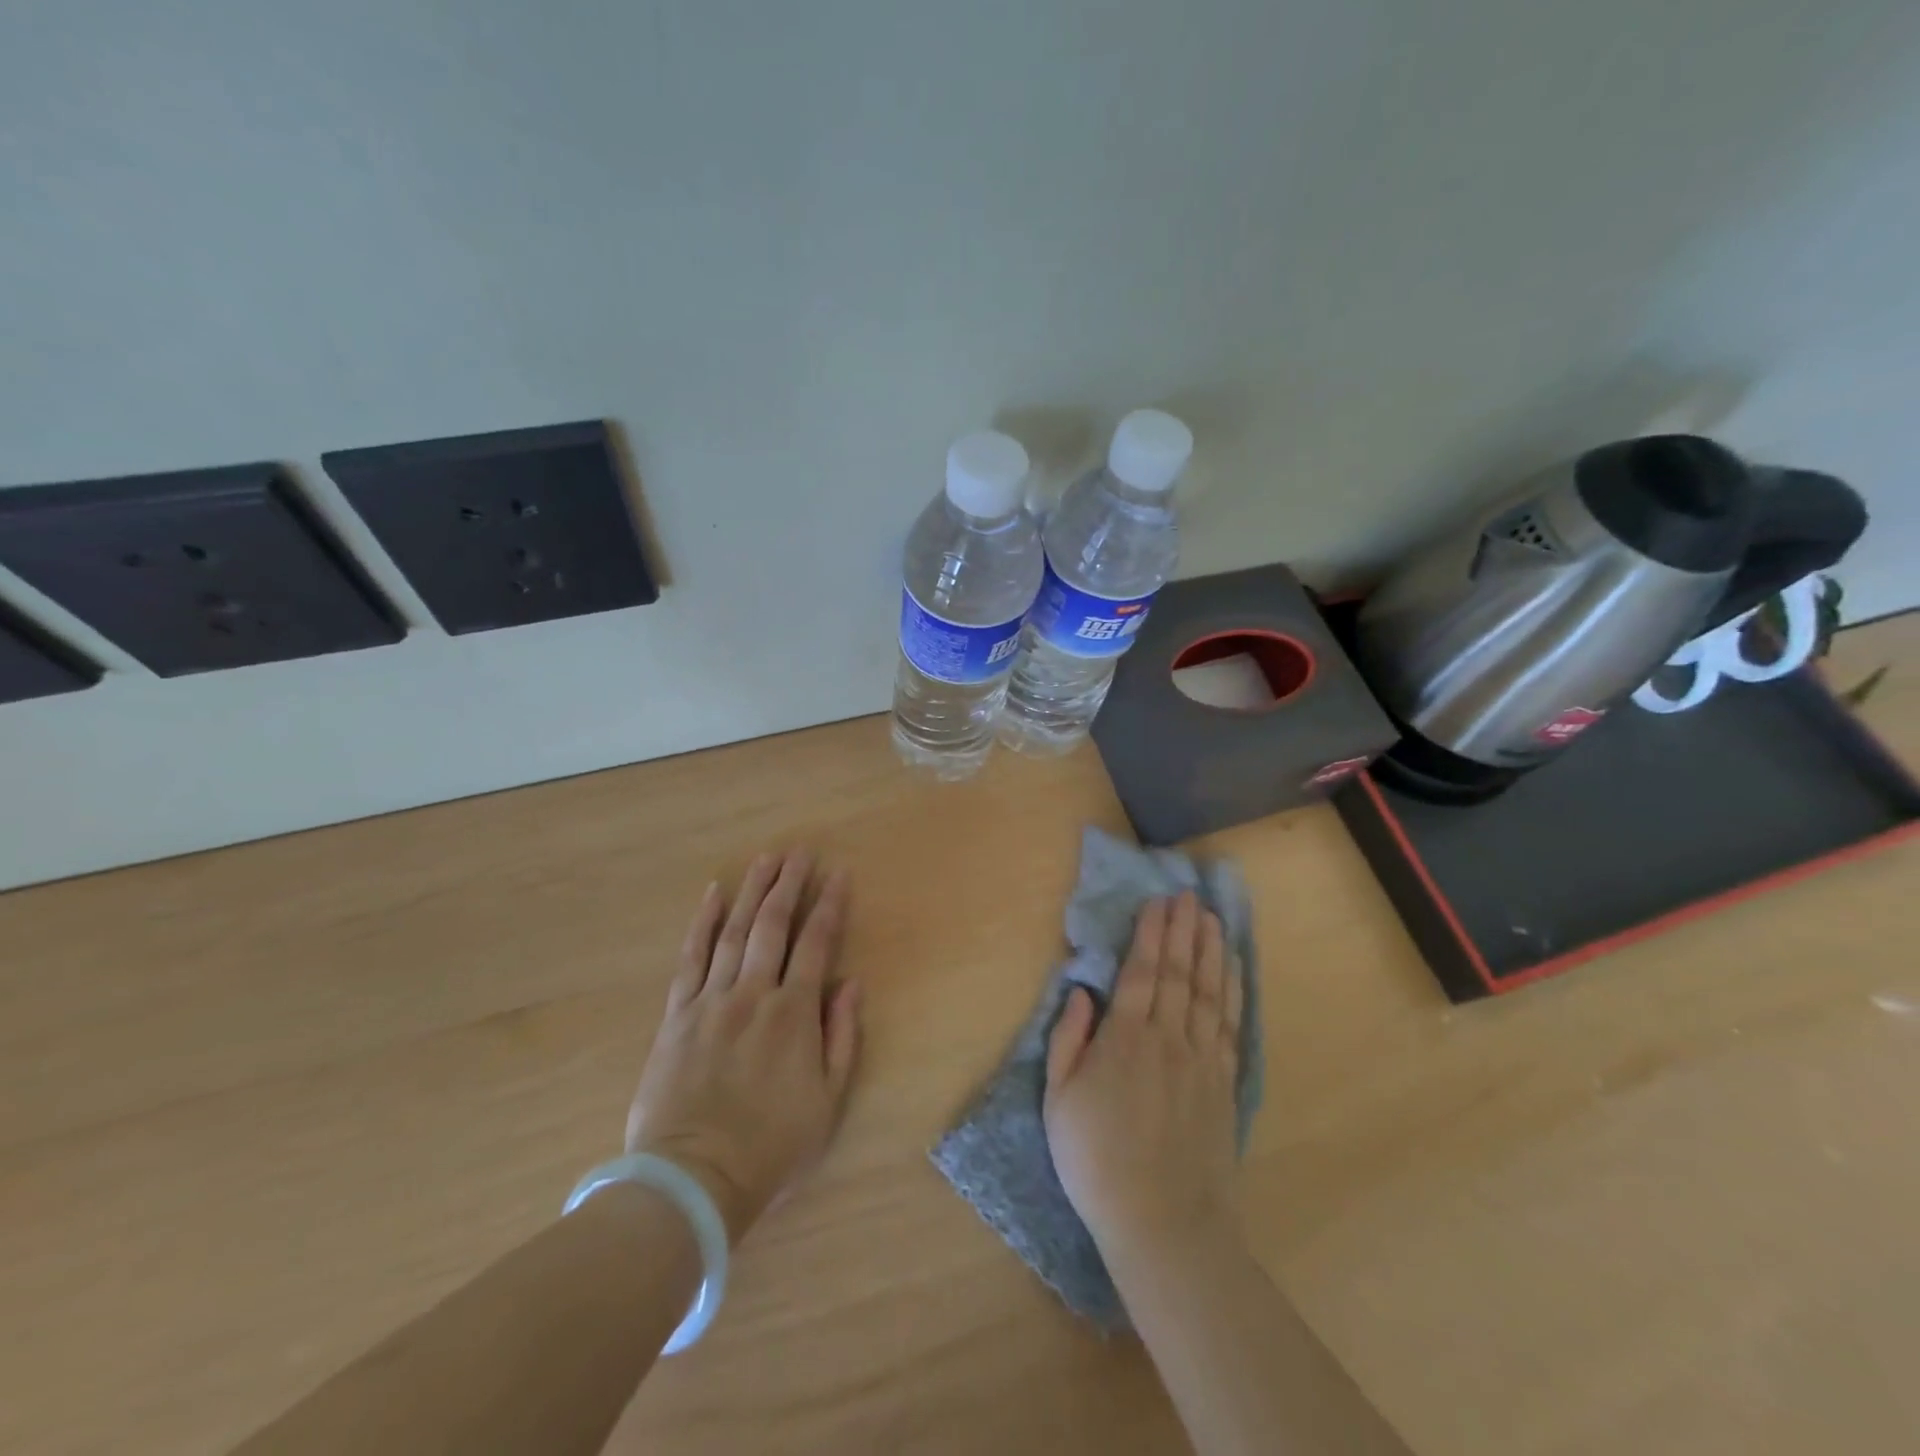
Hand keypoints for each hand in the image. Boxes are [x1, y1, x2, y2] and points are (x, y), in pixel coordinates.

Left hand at [624, 850, 861, 1244]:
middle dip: (790, 884)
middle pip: (773, 925)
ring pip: (734, 931)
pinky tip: (713, 894)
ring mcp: (711, 1000)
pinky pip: (691, 958)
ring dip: (752, 891)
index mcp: (794, 1014)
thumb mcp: (828, 1102)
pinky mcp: (678, 1014)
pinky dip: (702, 922)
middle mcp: (753, 994)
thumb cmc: (772, 1147)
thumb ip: (842, 1038)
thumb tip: (852, 984)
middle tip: (801, 852)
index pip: (816, 943)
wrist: (693, 1180)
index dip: (830, 905)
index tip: (839, 874)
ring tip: (766, 859)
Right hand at [1043, 892, 1243, 1259]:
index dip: (1150, 933)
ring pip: (1207, 991)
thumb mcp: (1059, 1101)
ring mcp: (1201, 1059)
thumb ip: (1067, 1040)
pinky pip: (1229, 1024)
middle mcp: (1168, 1038)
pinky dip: (1231, 991)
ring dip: (1210, 950)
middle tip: (1187, 895)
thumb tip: (1080, 992)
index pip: (1141, 971)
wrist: (1164, 1222)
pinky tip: (1232, 970)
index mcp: (1125, 1038)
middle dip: (1182, 930)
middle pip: (1177, 972)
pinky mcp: (1224, 1083)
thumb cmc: (1096, 1160)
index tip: (1158, 902)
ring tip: (1212, 918)